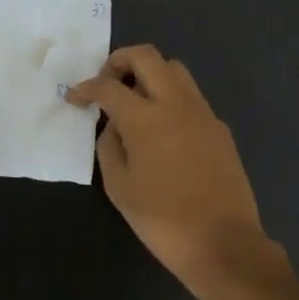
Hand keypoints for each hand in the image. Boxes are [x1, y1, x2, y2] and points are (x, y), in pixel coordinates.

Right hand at [67, 45, 287, 298]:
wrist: (224, 243)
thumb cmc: (163, 221)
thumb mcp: (120, 188)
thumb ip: (109, 147)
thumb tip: (112, 126)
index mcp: (146, 119)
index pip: (108, 85)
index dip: (86, 87)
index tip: (75, 98)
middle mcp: (176, 104)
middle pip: (146, 56)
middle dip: (119, 61)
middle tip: (107, 83)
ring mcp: (203, 113)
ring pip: (174, 69)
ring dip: (149, 74)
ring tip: (135, 102)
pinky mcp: (219, 127)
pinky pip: (191, 96)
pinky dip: (170, 97)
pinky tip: (163, 129)